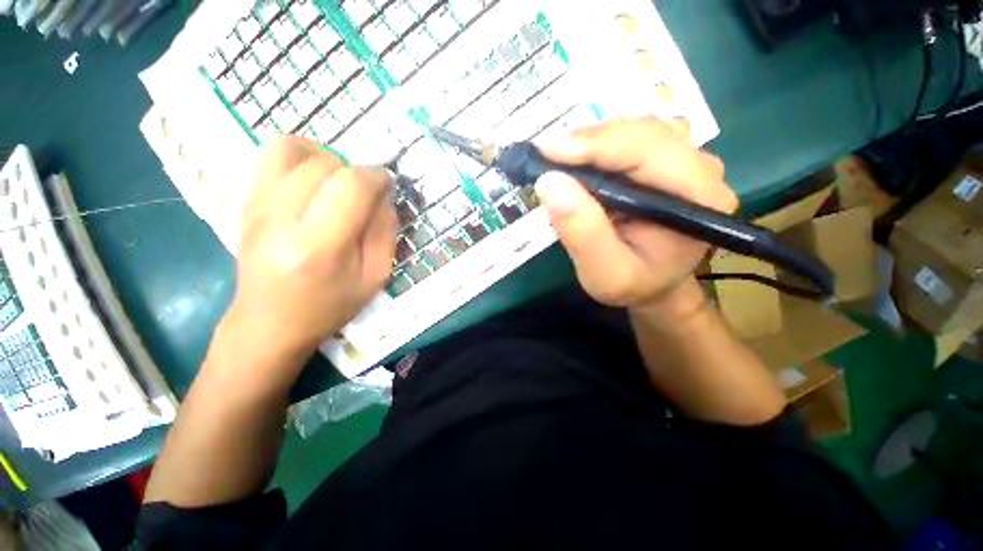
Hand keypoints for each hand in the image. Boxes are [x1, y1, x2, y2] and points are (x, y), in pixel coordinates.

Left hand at [223, 136, 396, 365]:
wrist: (269, 322)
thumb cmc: (329, 306)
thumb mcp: (374, 277)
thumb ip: (385, 232)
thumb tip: (384, 194)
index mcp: (318, 248)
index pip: (350, 187)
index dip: (376, 177)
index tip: (387, 184)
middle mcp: (281, 220)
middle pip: (325, 165)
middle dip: (355, 171)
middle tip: (365, 193)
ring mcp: (257, 207)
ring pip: (295, 150)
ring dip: (329, 158)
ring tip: (340, 182)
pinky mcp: (247, 201)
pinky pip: (273, 155)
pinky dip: (303, 155)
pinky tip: (316, 178)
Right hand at [535, 117, 735, 317]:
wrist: (655, 285)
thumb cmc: (633, 285)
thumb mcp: (604, 273)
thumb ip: (581, 232)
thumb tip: (549, 182)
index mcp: (698, 198)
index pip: (648, 151)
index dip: (595, 145)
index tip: (547, 151)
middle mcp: (701, 169)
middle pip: (642, 132)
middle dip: (588, 142)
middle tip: (545, 156)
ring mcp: (686, 160)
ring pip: (634, 131)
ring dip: (590, 143)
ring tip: (558, 162)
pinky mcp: (667, 161)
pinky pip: (629, 140)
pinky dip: (596, 148)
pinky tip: (578, 164)